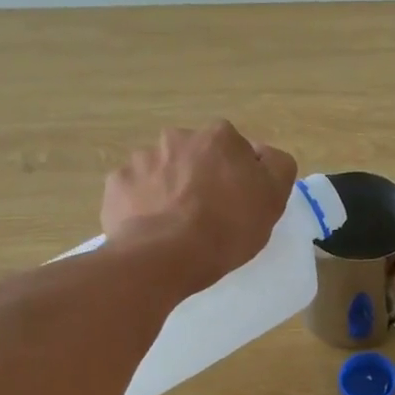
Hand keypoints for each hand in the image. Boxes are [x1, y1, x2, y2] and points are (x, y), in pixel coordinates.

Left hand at [101, 123, 296, 295]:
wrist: (165, 256)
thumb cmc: (227, 228)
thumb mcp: (273, 198)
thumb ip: (277, 166)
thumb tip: (263, 154)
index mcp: (219, 137)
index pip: (235, 150)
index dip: (239, 176)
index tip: (239, 202)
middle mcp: (178, 137)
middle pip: (196, 157)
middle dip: (200, 177)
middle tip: (207, 215)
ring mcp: (142, 159)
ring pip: (162, 172)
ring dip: (169, 190)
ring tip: (175, 227)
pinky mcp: (117, 185)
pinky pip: (135, 192)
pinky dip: (142, 206)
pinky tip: (151, 230)